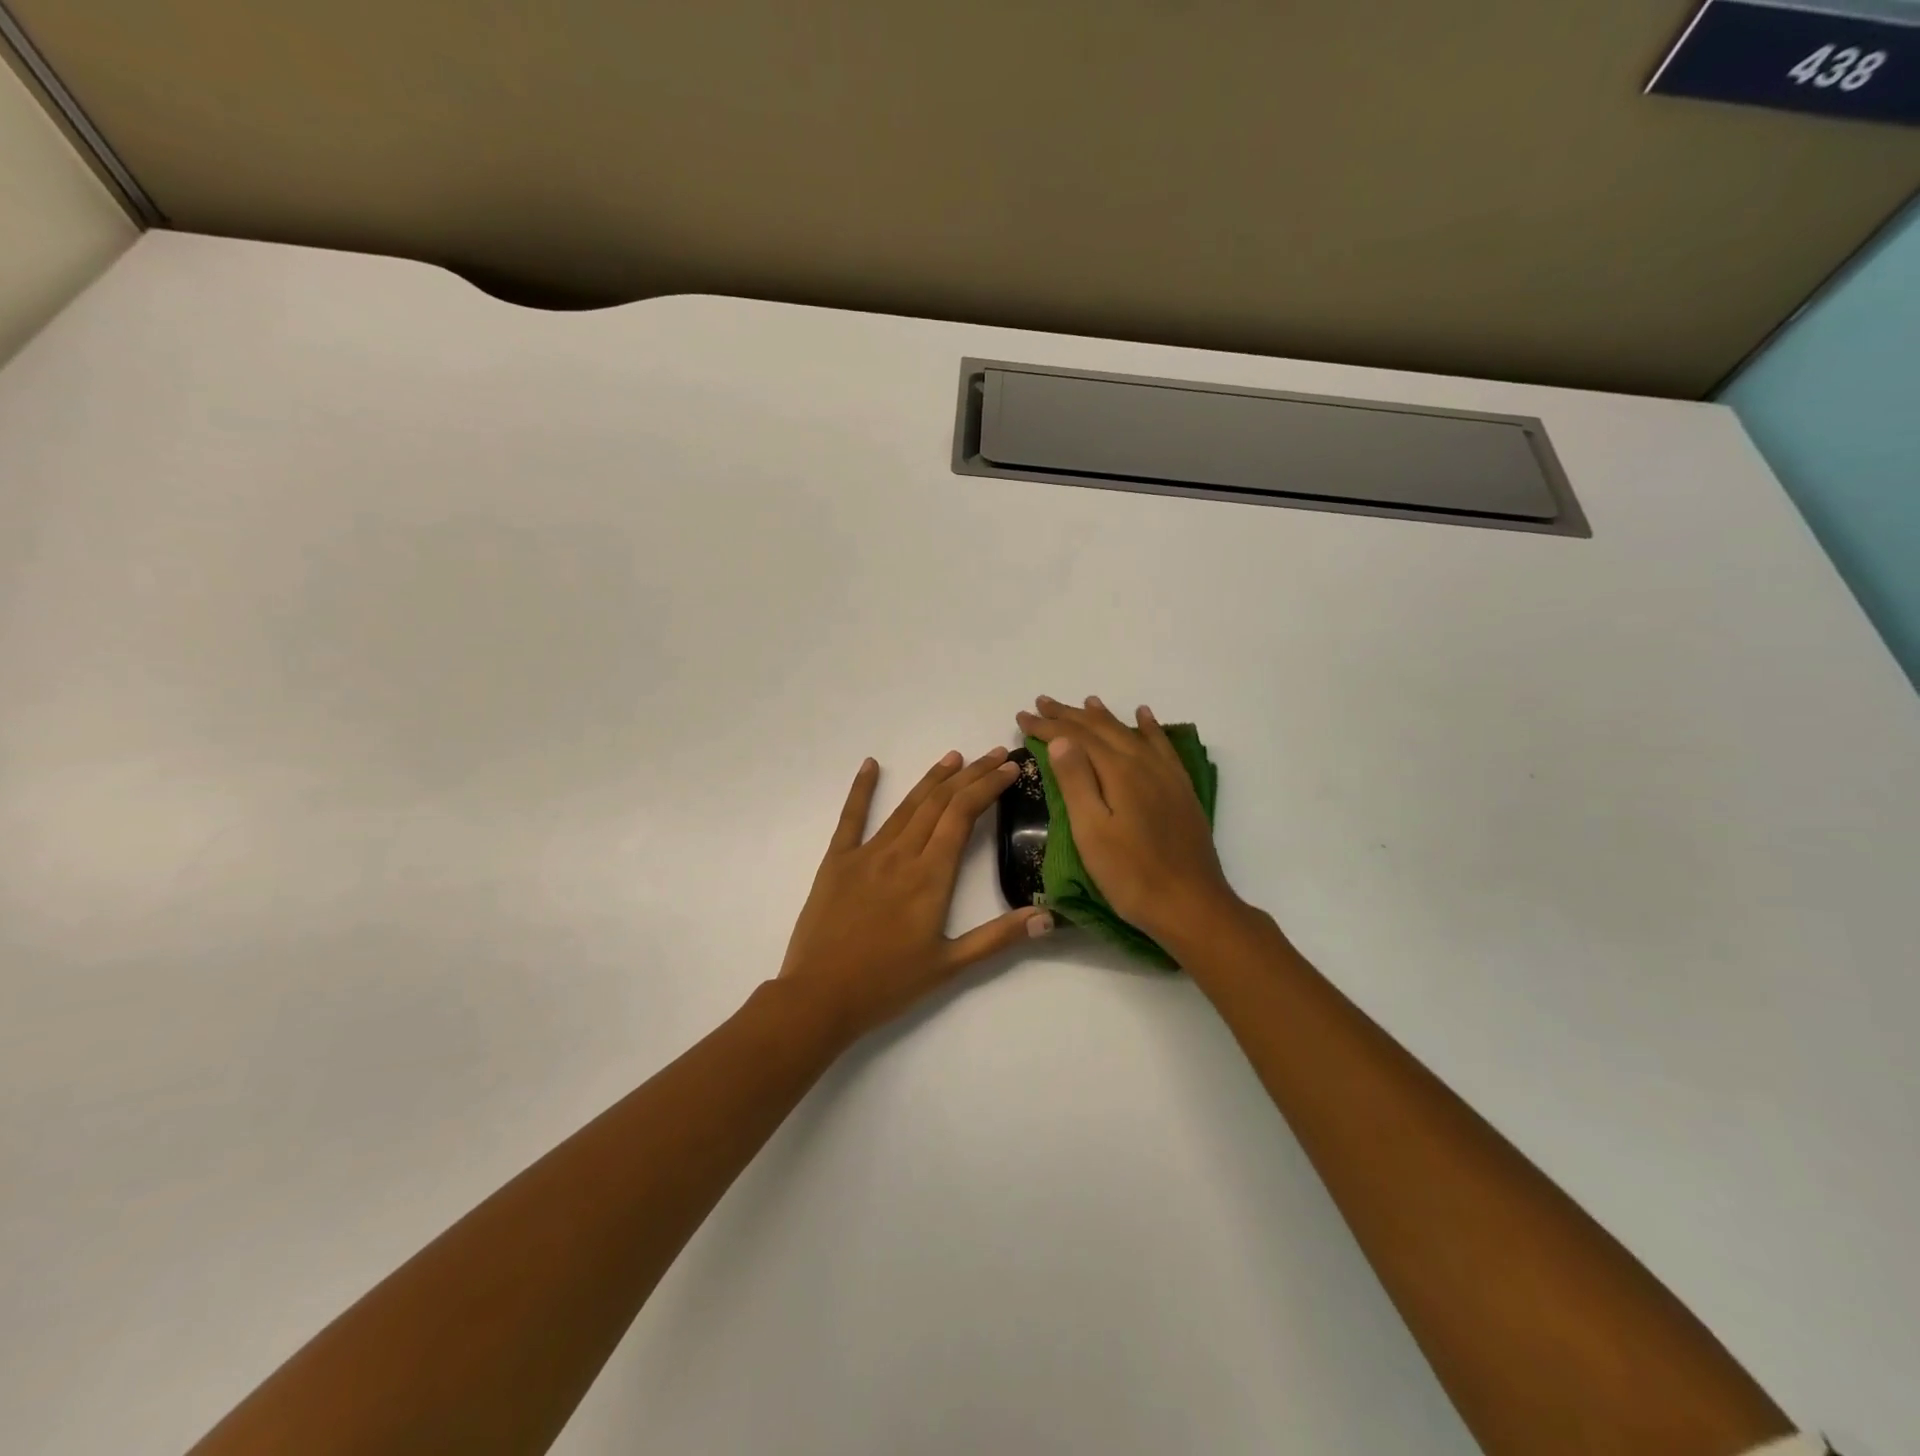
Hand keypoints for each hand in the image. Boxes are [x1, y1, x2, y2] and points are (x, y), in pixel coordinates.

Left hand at [779, 748, 1053, 1042]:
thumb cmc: (888, 984)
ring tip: (954, 756)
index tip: (1009, 768)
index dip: (987, 787)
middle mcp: (901, 854)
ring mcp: (866, 853)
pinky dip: (862, 788)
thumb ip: (998, 938)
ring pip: (906, 805)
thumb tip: (1048, 916)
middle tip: (994, 754)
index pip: (963, 815)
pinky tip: (871, 764)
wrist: (819, 997)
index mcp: (930, 876)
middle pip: (940, 802)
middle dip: (970, 775)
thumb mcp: (950, 966)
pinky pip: (851, 817)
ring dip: (933, 778)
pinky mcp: (837, 861)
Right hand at [1015, 695, 1246, 948]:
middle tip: (1042, 703)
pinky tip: (1145, 717)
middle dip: (1069, 715)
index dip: (1047, 726)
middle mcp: (1143, 763)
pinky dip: (1149, 727)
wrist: (1190, 905)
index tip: (1022, 716)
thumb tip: (1062, 738)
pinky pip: (1162, 746)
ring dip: (1104, 717)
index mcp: (1118, 772)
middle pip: (1102, 729)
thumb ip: (1076, 781)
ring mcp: (1166, 775)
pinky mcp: (1180, 790)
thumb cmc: (1130, 874)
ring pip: (1130, 733)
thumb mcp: (1091, 831)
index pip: (1075, 738)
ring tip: (1086, 702)